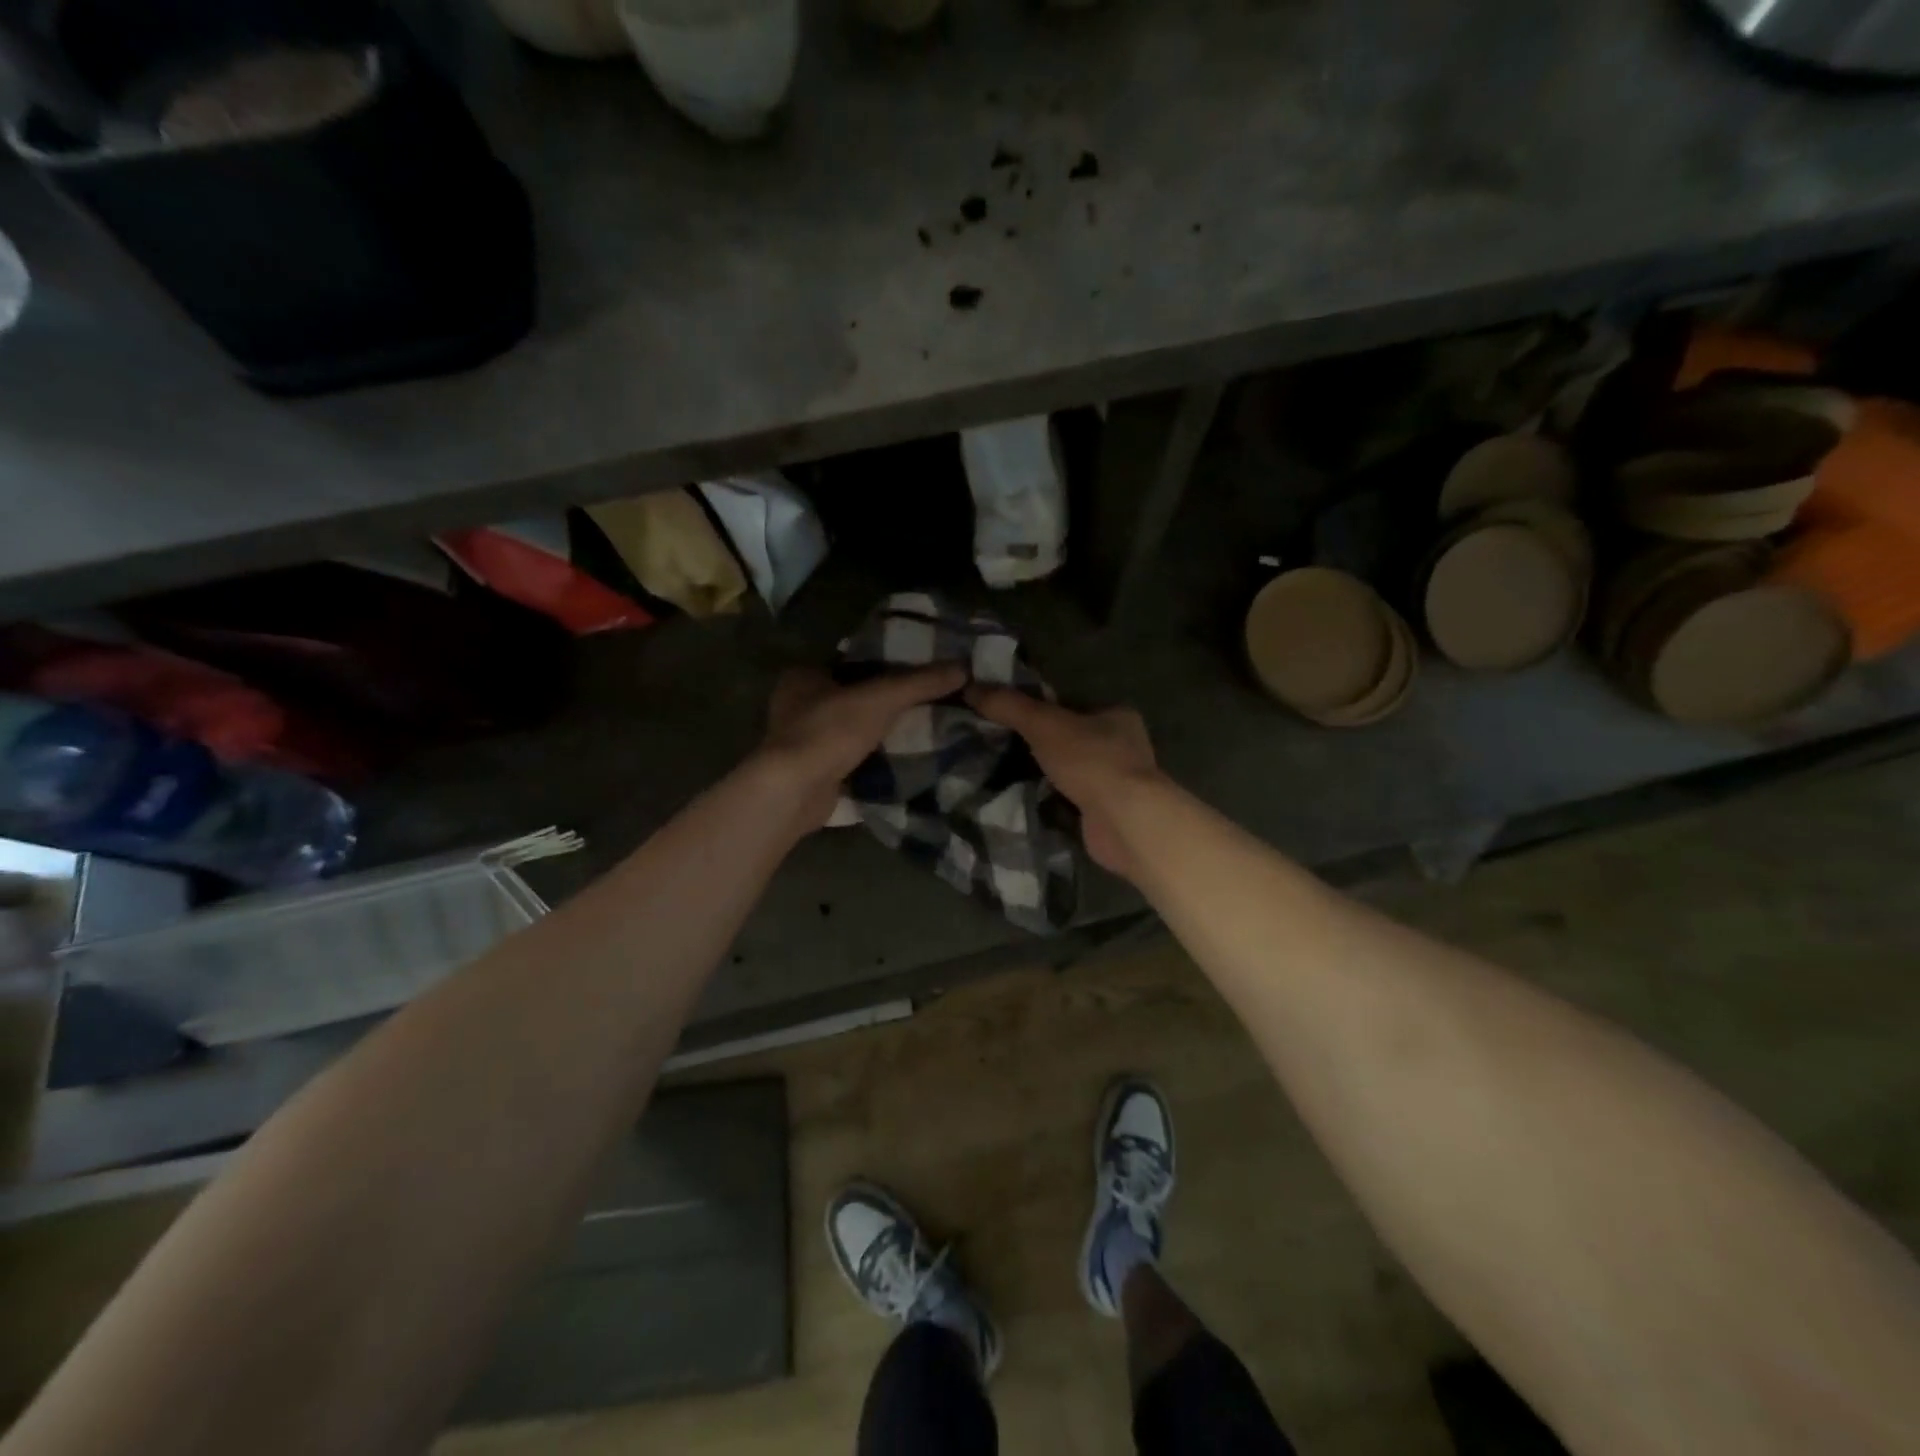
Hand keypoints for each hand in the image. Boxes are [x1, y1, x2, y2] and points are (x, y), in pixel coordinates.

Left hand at [759, 664, 966, 829]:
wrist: (795, 791)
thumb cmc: (829, 731)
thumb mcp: (881, 698)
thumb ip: (920, 683)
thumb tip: (963, 668)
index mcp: (803, 675)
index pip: (851, 662)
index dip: (884, 664)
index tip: (918, 671)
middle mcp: (797, 705)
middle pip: (853, 697)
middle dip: (884, 702)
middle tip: (927, 702)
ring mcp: (803, 741)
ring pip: (852, 729)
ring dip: (880, 732)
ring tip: (923, 729)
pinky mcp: (813, 771)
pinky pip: (851, 758)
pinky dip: (873, 758)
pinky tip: (902, 758)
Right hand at [964, 686, 1157, 879]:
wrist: (1124, 822)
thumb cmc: (1091, 761)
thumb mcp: (1044, 724)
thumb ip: (1009, 706)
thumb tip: (970, 687)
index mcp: (1116, 714)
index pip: (1072, 703)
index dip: (1040, 706)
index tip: (1006, 712)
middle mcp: (1122, 745)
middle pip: (1069, 737)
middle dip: (1038, 743)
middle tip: (997, 742)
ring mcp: (1115, 781)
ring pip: (1069, 770)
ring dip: (1043, 772)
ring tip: (1002, 770)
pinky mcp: (1106, 812)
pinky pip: (1069, 798)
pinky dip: (1049, 799)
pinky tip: (1023, 797)